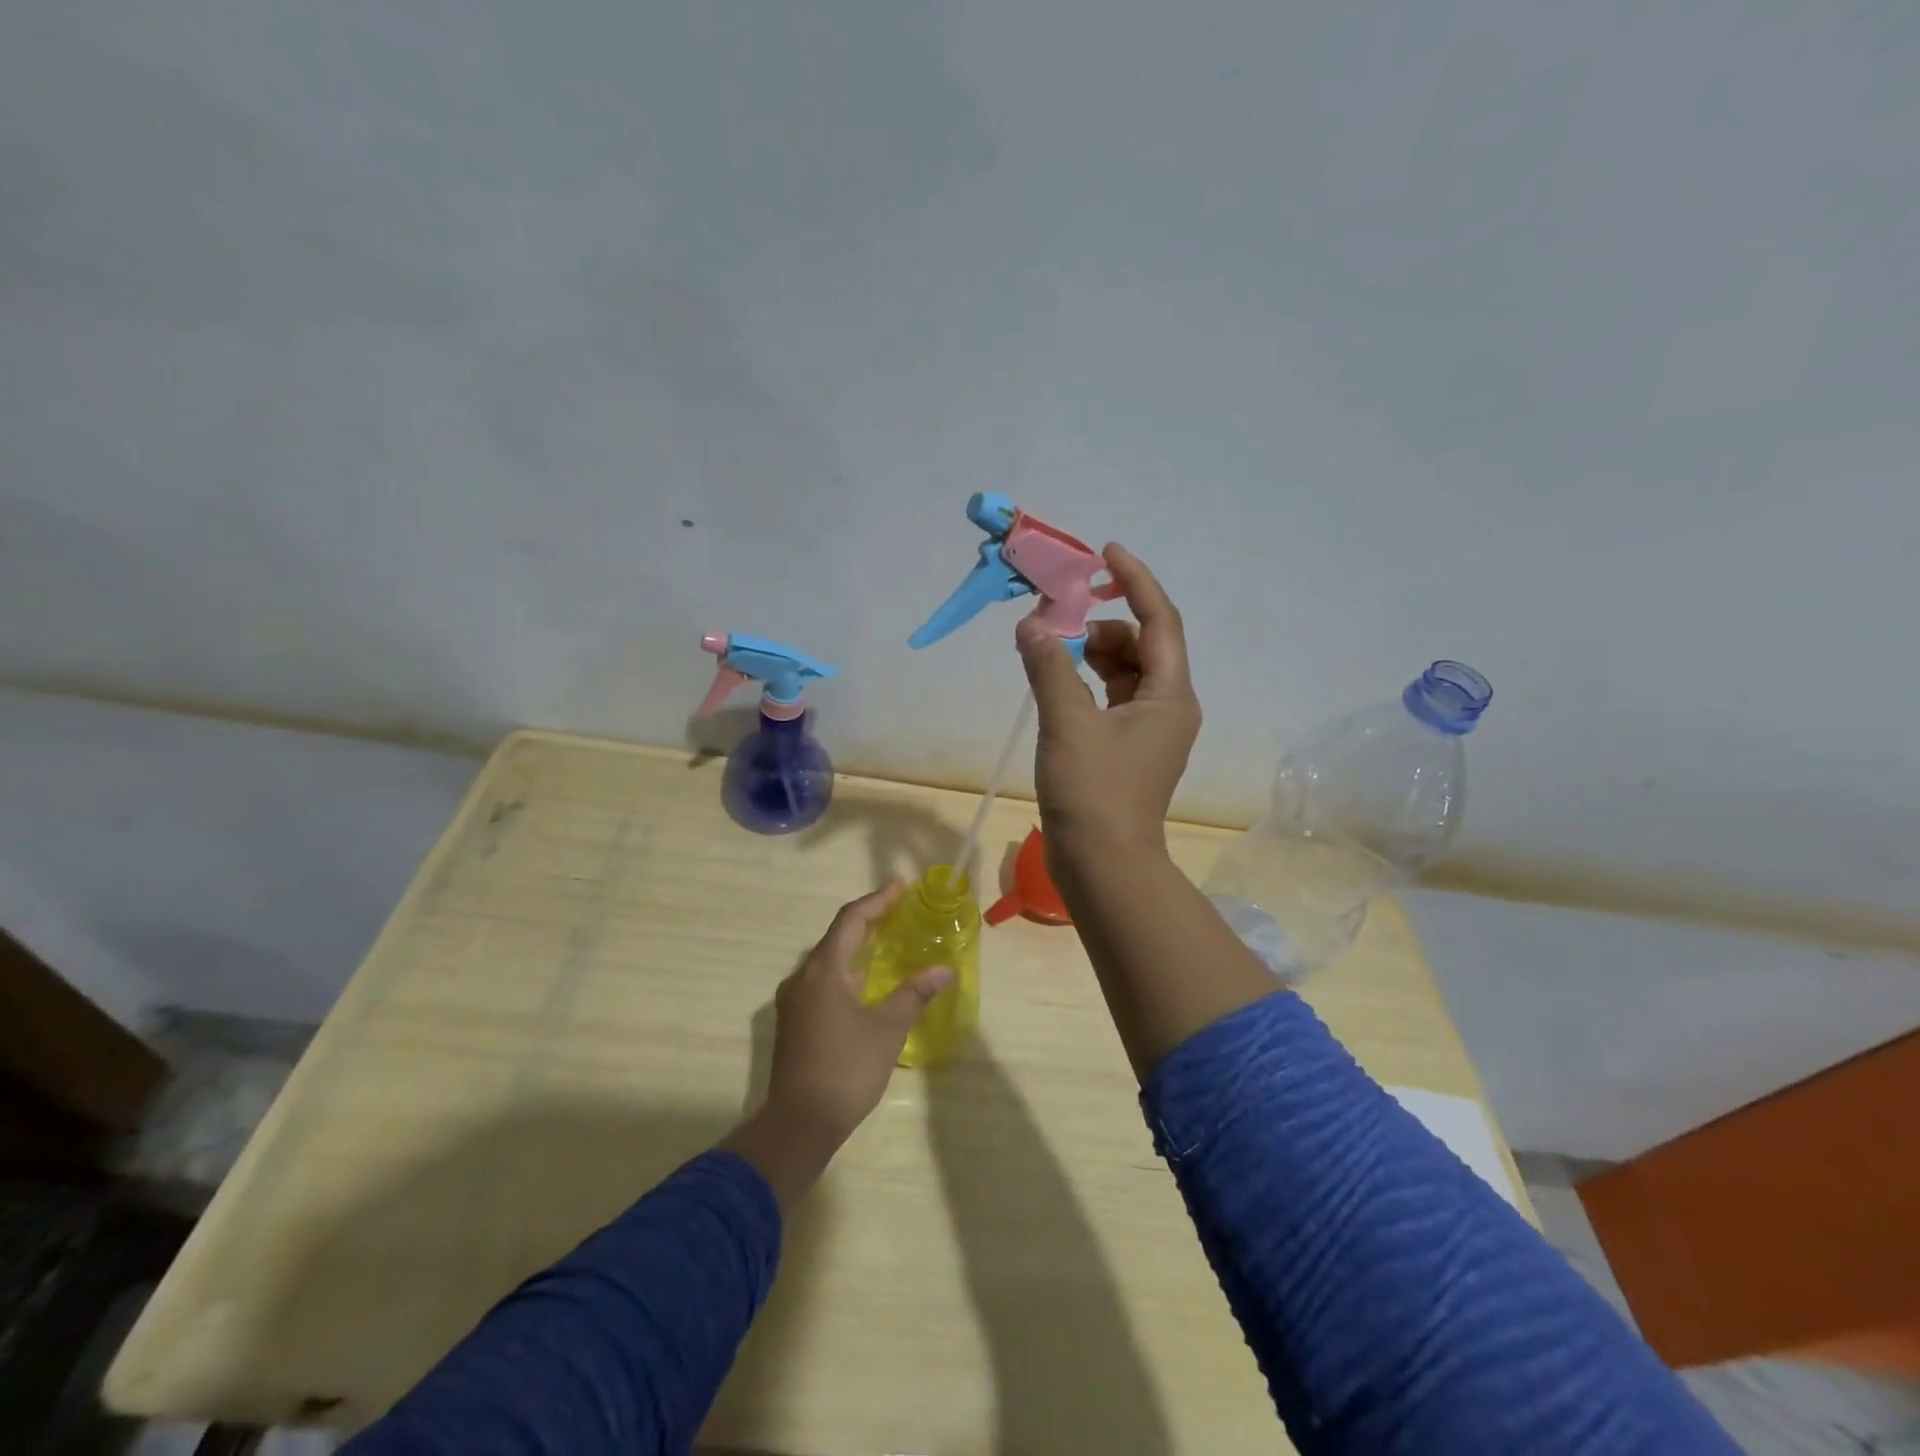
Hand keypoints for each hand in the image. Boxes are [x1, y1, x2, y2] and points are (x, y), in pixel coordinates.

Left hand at [765, 880, 953, 1142]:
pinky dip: (846, 971)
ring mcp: (794, 1001)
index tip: (900, 885)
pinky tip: (866, 982)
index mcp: (823, 971)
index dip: (877, 900)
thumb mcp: (888, 1029)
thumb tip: (945, 970)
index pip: (851, 920)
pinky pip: (822, 981)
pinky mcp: (794, 1021)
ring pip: (828, 960)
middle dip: (868, 920)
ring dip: (857, 947)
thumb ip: (914, 994)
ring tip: (887, 941)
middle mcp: (802, 977)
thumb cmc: (846, 1069)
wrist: (799, 1124)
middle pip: (837, 936)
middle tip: (899, 910)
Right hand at [1015, 543, 1200, 867]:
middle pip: (1142, 644)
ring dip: (1092, 653)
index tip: (1106, 552)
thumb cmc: (1093, 792)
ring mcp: (1148, 730)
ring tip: (1052, 650)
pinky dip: (1087, 681)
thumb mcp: (1067, 722)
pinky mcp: (1127, 749)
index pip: (1159, 620)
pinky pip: (1112, 698)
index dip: (1135, 580)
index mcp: (1169, 695)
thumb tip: (1031, 624)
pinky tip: (1057, 682)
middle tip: (1059, 617)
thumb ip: (1049, 667)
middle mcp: (1168, 707)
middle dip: (1104, 623)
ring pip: (1125, 672)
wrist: (1104, 866)